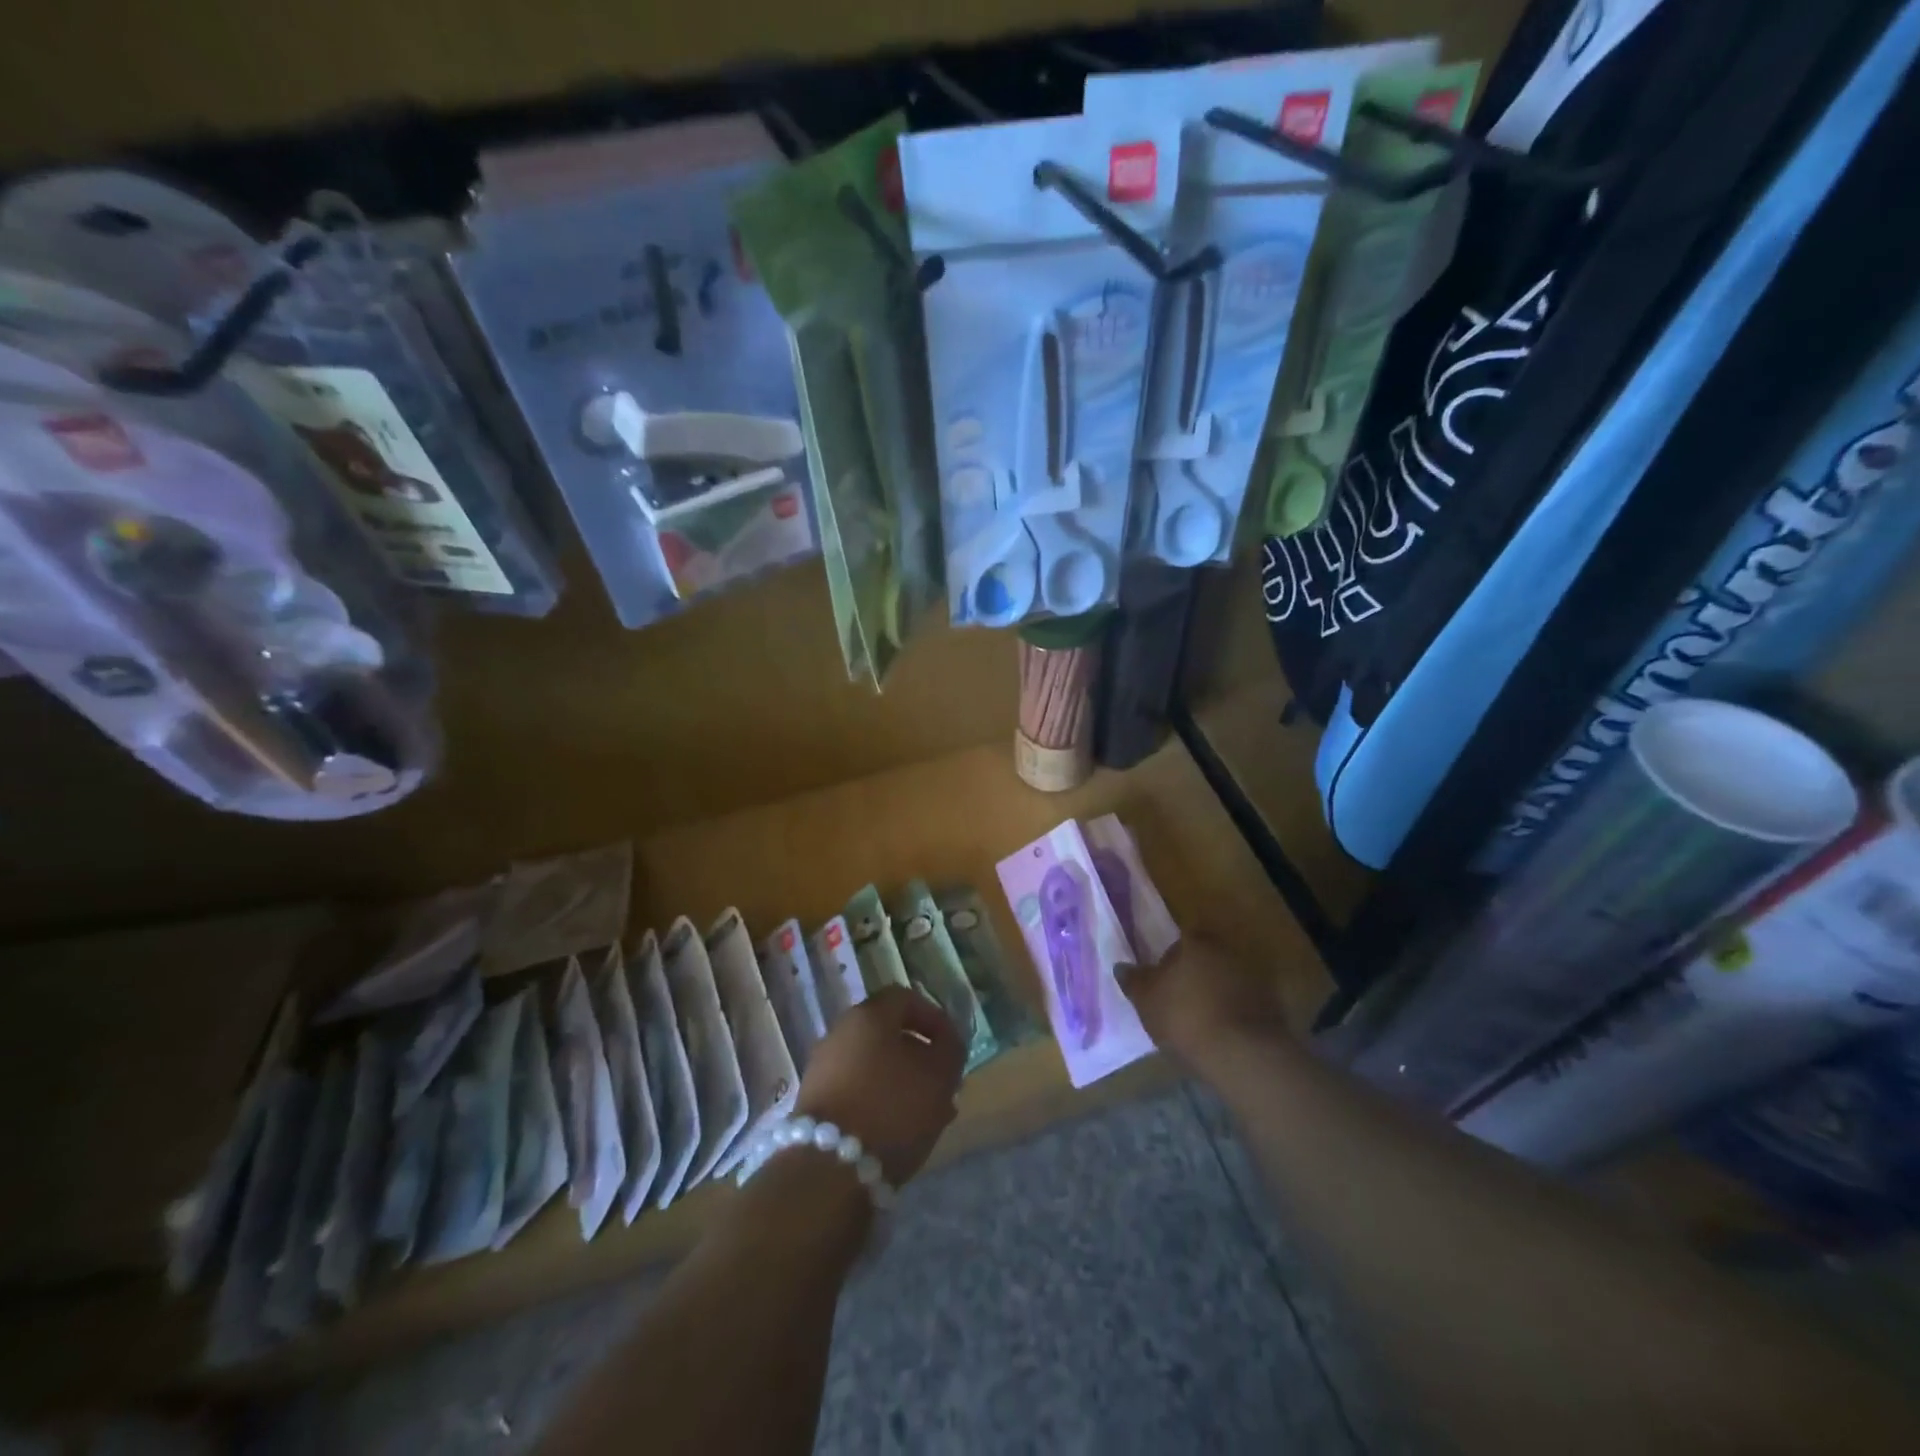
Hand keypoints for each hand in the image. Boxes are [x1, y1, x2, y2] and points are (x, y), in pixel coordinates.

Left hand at [795, 987, 965, 1184]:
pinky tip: (898, 1128)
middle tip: (942, 1081)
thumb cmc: (892, 1108)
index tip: (952, 1045)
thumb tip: (947, 1040)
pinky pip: (856, 1088)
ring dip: (901, 1080)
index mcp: (868, 1015)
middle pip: (887, 1032)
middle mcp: (840, 1032)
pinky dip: (879, 1099)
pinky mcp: (815, 1101)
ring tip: (927, 1111)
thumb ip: (950, 1050)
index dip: (934, 1017)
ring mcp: (823, 1067)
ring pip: (873, 1063)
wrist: (829, 1170)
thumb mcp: (939, 1076)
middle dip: (919, 1054)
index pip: (906, 998)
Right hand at [1119, 935, 1289, 1069]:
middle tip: (1183, 1000)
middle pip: (1206, 958)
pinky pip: (1246, 1002)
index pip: (1179, 942)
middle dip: (1196, 974)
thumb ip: (1133, 980)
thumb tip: (1121, 966)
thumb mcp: (1145, 1001)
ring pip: (1227, 979)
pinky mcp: (1272, 1003)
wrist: (1241, 1053)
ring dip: (1218, 992)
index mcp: (1193, 943)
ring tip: (1204, 1020)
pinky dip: (1237, 1011)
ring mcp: (1252, 976)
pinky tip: (1226, 1033)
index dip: (1170, 962)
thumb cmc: (1184, 1017)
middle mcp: (1225, 950)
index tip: (1164, 983)